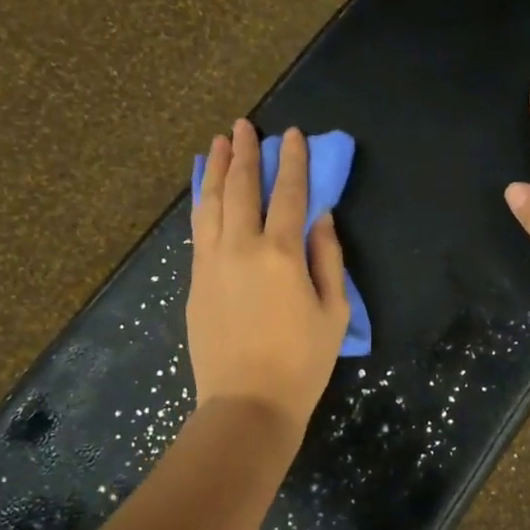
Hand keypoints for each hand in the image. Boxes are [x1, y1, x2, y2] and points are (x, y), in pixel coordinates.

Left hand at [188, 120, 350, 429]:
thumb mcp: (334, 311)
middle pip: (242, 188)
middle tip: (243, 126)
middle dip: (245, 153)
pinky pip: (199, 229)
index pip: (289, 194)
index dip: (293, 161)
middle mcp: (241, 247)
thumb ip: (328, 258)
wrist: (248, 402)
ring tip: (218, 145)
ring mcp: (212, 263)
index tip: (292, 135)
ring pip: (211, 203)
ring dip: (217, 170)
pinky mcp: (196, 281)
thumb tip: (320, 218)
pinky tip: (207, 192)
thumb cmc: (303, 362)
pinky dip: (204, 203)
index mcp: (281, 253)